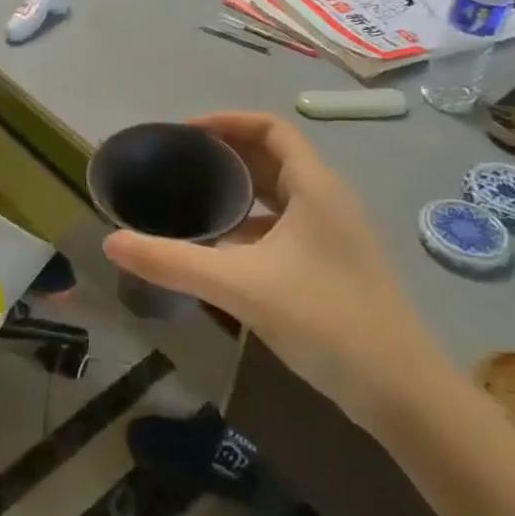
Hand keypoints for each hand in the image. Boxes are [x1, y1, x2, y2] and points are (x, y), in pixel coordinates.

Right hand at [102, 112, 449, 424]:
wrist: (403, 394)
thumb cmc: (327, 321)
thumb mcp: (242, 287)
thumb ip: (174, 263)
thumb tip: (111, 242)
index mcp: (316, 187)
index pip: (270, 128)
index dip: (227, 122)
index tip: (183, 134)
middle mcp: (327, 201)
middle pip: (271, 158)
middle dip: (224, 155)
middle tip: (175, 165)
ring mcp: (332, 236)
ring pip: (277, 196)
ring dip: (236, 192)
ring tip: (188, 201)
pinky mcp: (330, 265)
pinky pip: (282, 228)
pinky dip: (249, 226)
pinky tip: (217, 249)